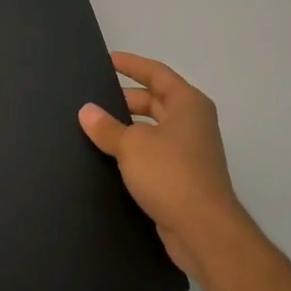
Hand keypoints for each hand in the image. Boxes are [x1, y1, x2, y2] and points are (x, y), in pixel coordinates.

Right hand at [79, 52, 261, 286]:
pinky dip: (134, 150)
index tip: (108, 60)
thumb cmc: (170, 174)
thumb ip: (106, 127)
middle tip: (93, 99)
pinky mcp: (183, 177)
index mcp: (188, 104)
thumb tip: (87, 111)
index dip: (131, 65)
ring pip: (153, 129)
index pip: (156, 73)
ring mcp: (190, 151)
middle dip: (125, 99)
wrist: (203, 230)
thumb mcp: (131, 145)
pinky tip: (109, 157)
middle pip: (155, 101)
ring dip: (127, 127)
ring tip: (95, 127)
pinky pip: (153, 153)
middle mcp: (192, 123)